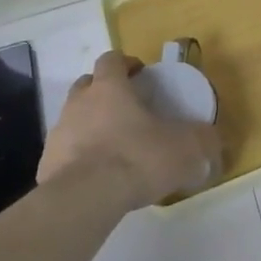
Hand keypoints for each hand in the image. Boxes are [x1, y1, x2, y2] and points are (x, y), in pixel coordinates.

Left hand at [39, 50, 223, 204]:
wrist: (84, 200)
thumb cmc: (137, 158)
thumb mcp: (186, 147)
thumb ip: (204, 139)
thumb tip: (214, 139)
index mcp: (110, 88)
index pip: (111, 60)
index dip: (126, 64)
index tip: (141, 75)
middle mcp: (79, 104)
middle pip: (87, 85)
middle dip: (105, 91)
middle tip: (128, 108)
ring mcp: (58, 135)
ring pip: (74, 118)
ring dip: (91, 125)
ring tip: (115, 146)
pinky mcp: (46, 166)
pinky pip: (66, 153)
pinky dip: (80, 157)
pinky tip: (99, 176)